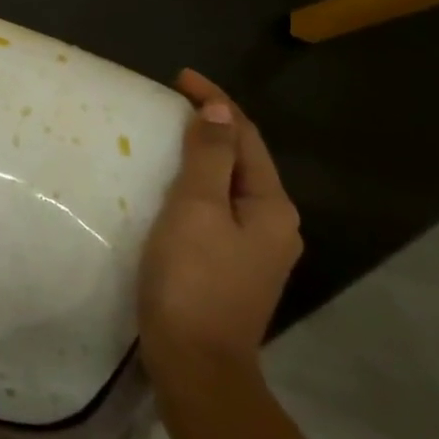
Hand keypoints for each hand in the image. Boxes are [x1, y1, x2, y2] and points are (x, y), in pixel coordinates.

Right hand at [138, 70, 301, 401]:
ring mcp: (255, 250)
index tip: (178, 77)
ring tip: (165, 138)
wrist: (195, 361)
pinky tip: (168, 189)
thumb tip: (218, 109)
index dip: (215, 101)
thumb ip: (208, 158)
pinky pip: (216, 209)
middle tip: (168, 104)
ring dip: (202, 156)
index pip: (245, 136)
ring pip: (228, 186)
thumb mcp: (196, 209)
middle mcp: (274, 225)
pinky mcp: (230, 267)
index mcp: (272, 207)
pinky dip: (195, 186)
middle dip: (211, 126)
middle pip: (242, 159)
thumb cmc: (193, 279)